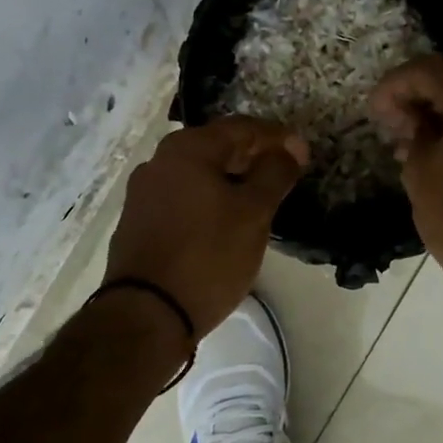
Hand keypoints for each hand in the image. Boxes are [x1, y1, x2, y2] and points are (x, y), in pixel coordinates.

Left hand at [103, 117, 308, 337]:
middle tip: (285, 174)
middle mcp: (159, 161)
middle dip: (253, 156)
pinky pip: (183, 197)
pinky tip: (225, 220)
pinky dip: (210, 199)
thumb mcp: (254, 212)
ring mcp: (144, 192)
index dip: (278, 138)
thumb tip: (289, 149)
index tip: (304, 154)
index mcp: (187, 148)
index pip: (242, 128)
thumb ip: (275, 173)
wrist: (147, 314)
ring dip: (231, 179)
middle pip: (217, 147)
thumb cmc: (208, 256)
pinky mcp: (138, 222)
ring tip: (259, 198)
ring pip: (199, 174)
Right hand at [369, 56, 442, 307]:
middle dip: (417, 96)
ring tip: (406, 139)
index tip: (373, 109)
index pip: (428, 71)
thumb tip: (418, 123)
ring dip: (438, 113)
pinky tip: (435, 152)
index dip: (394, 85)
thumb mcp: (420, 171)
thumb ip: (415, 134)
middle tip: (388, 121)